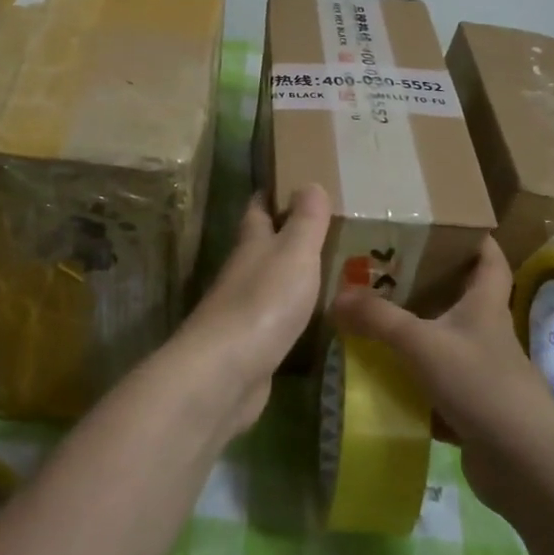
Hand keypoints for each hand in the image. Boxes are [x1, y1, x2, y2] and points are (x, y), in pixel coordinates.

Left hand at [169, 184, 331, 435]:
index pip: (258, 209)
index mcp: (251, 244)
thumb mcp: (294, 252)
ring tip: (326, 269)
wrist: (226, 372)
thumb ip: (305, 220)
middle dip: (285, 235)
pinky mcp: (250, 345)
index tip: (291, 182)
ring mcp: (243, 311)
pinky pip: (274, 319)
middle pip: (261, 246)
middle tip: (322, 229)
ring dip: (290, 275)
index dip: (271, 194)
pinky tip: (311, 317)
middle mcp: (243, 272)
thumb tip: (309, 183)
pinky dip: (291, 312)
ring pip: (268, 282)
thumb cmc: (264, 302)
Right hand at [331, 236, 553, 514]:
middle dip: (429, 286)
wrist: (523, 463)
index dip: (475, 240)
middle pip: (462, 299)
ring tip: (374, 323)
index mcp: (486, 306)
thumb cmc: (480, 384)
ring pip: (446, 344)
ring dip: (416, 336)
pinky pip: (437, 387)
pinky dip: (413, 383)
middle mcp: (487, 334)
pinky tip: (383, 381)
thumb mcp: (422, 343)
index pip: (490, 260)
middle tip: (386, 273)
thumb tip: (337, 297)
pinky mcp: (473, 409)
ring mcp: (483, 374)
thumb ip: (378, 319)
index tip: (447, 226)